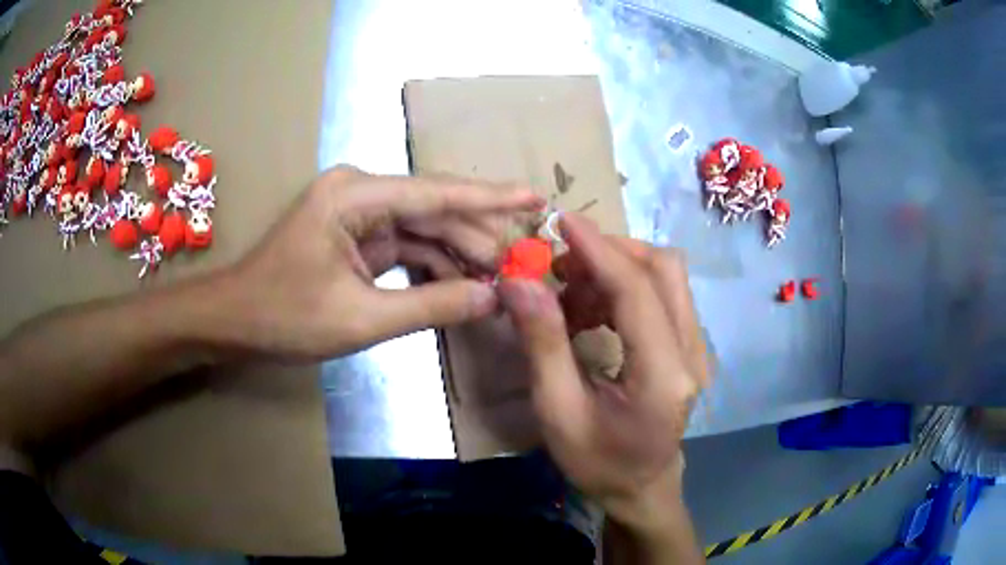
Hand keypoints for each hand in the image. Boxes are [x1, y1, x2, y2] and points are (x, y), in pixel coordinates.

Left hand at [218, 165, 542, 360]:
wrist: (234, 322)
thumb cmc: (284, 316)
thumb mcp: (360, 318)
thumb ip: (431, 305)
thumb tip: (492, 298)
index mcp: (356, 196)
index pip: (437, 193)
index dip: (491, 197)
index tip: (536, 197)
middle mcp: (361, 193)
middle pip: (434, 212)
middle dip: (478, 239)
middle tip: (523, 266)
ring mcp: (358, 215)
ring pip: (424, 230)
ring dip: (459, 256)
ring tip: (500, 282)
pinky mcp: (357, 237)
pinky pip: (406, 246)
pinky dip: (434, 267)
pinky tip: (463, 287)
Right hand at [498, 213, 708, 529]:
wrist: (641, 485)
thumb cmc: (598, 461)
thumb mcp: (558, 413)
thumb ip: (543, 344)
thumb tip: (518, 281)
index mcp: (663, 377)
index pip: (637, 292)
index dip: (599, 249)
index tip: (561, 221)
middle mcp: (692, 353)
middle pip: (664, 269)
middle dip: (610, 252)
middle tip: (561, 266)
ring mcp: (697, 348)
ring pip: (665, 276)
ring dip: (616, 269)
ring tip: (571, 294)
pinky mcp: (689, 346)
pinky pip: (662, 294)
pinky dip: (624, 287)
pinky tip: (592, 312)